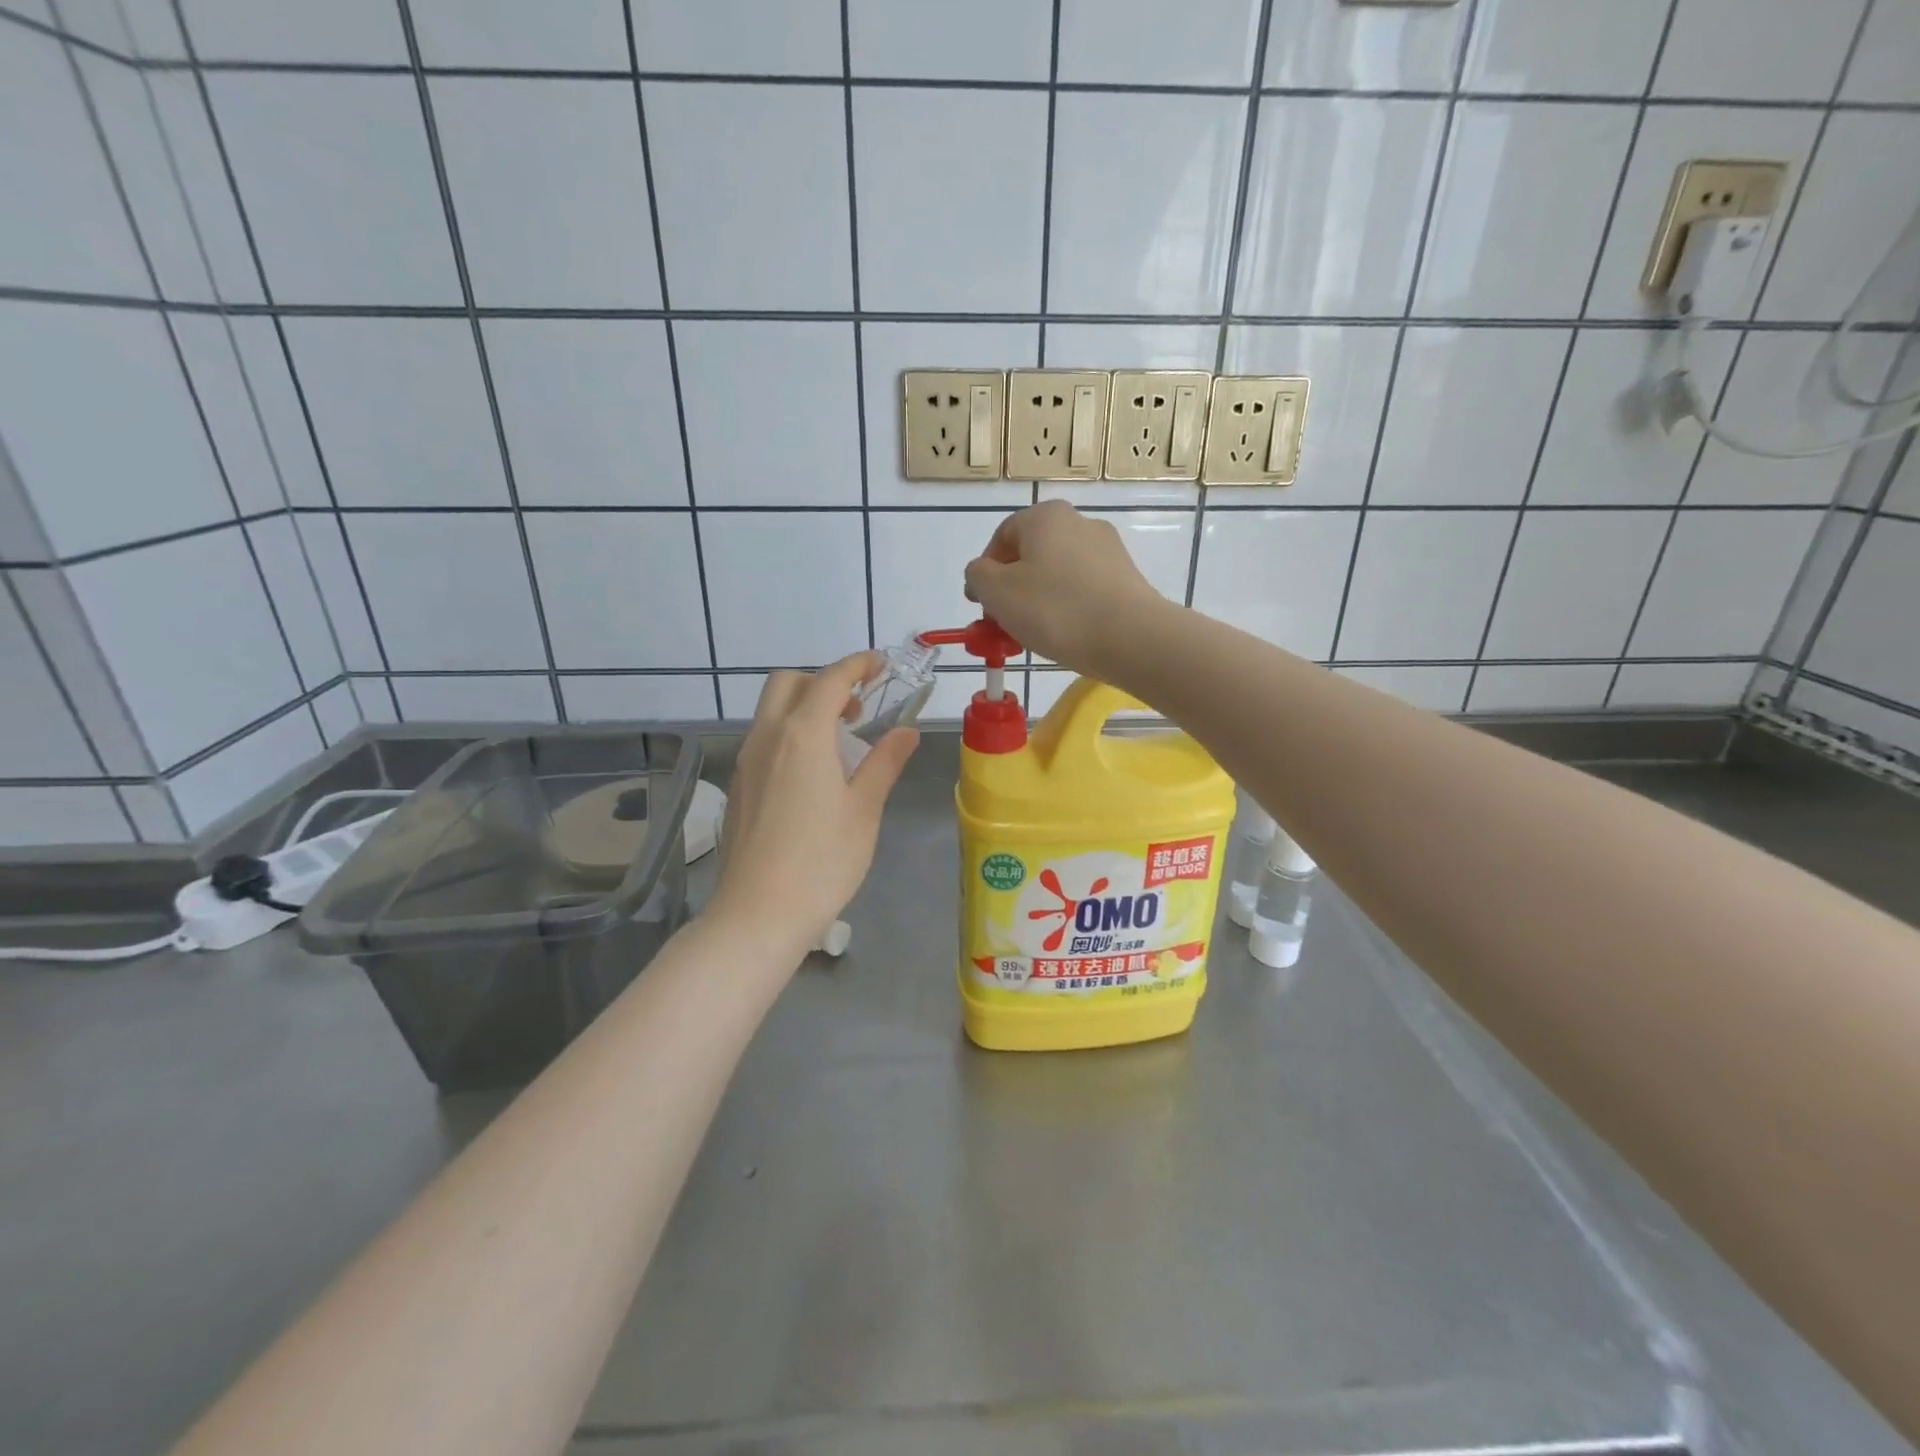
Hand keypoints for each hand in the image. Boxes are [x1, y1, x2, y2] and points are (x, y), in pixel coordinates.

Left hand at [707, 653, 917, 957]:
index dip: (858, 665)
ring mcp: (746, 762)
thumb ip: (885, 762)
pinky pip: (764, 739)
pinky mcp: (739, 786)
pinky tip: (813, 773)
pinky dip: (789, 733)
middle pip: (788, 683)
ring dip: (804, 706)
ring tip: (840, 740)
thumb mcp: (864, 809)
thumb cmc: (822, 861)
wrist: (758, 914)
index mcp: (802, 735)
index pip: (830, 679)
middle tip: (858, 706)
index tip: (882, 665)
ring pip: (771, 710)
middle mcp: (767, 737)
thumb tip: (906, 731)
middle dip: (824, 680)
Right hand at [963, 501, 1169, 676]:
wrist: (1130, 638)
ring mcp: (1108, 550)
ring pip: (1057, 574)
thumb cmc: (1055, 609)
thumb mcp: (997, 592)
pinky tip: (1066, 634)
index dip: (984, 573)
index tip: (980, 607)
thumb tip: (983, 573)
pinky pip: (1083, 590)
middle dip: (1012, 590)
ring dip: (1038, 601)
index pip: (1001, 538)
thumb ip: (978, 576)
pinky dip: (1068, 608)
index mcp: (1045, 516)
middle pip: (1030, 556)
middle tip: (1004, 624)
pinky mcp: (1126, 578)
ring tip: (1034, 634)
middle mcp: (1079, 522)